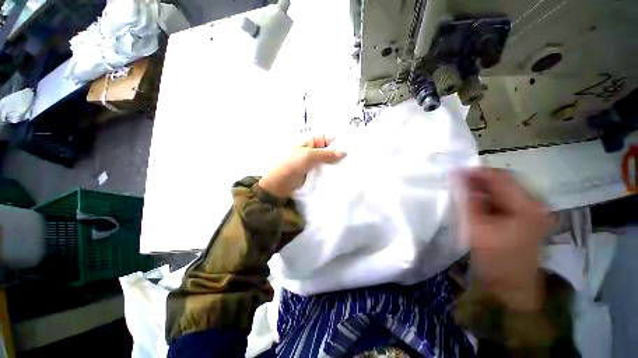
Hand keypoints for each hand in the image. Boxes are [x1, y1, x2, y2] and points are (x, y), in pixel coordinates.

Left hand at [258, 136, 345, 197]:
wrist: (278, 184)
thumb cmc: (292, 165)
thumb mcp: (309, 156)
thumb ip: (327, 154)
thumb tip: (344, 152)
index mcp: (311, 141)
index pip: (329, 138)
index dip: (340, 142)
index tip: (353, 149)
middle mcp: (313, 150)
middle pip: (330, 150)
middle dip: (340, 155)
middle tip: (353, 160)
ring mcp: (314, 162)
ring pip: (328, 161)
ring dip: (336, 164)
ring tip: (350, 168)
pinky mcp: (314, 172)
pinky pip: (325, 170)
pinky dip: (331, 172)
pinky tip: (341, 174)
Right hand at [454, 168, 556, 309]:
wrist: (511, 285)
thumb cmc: (495, 258)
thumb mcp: (477, 227)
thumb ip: (466, 200)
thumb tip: (456, 177)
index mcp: (526, 205)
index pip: (499, 177)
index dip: (475, 172)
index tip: (453, 171)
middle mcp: (532, 203)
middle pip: (501, 182)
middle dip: (476, 180)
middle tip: (454, 181)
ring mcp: (529, 211)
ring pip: (499, 191)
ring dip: (479, 189)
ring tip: (459, 191)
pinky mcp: (522, 217)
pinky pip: (500, 200)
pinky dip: (484, 198)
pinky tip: (471, 202)